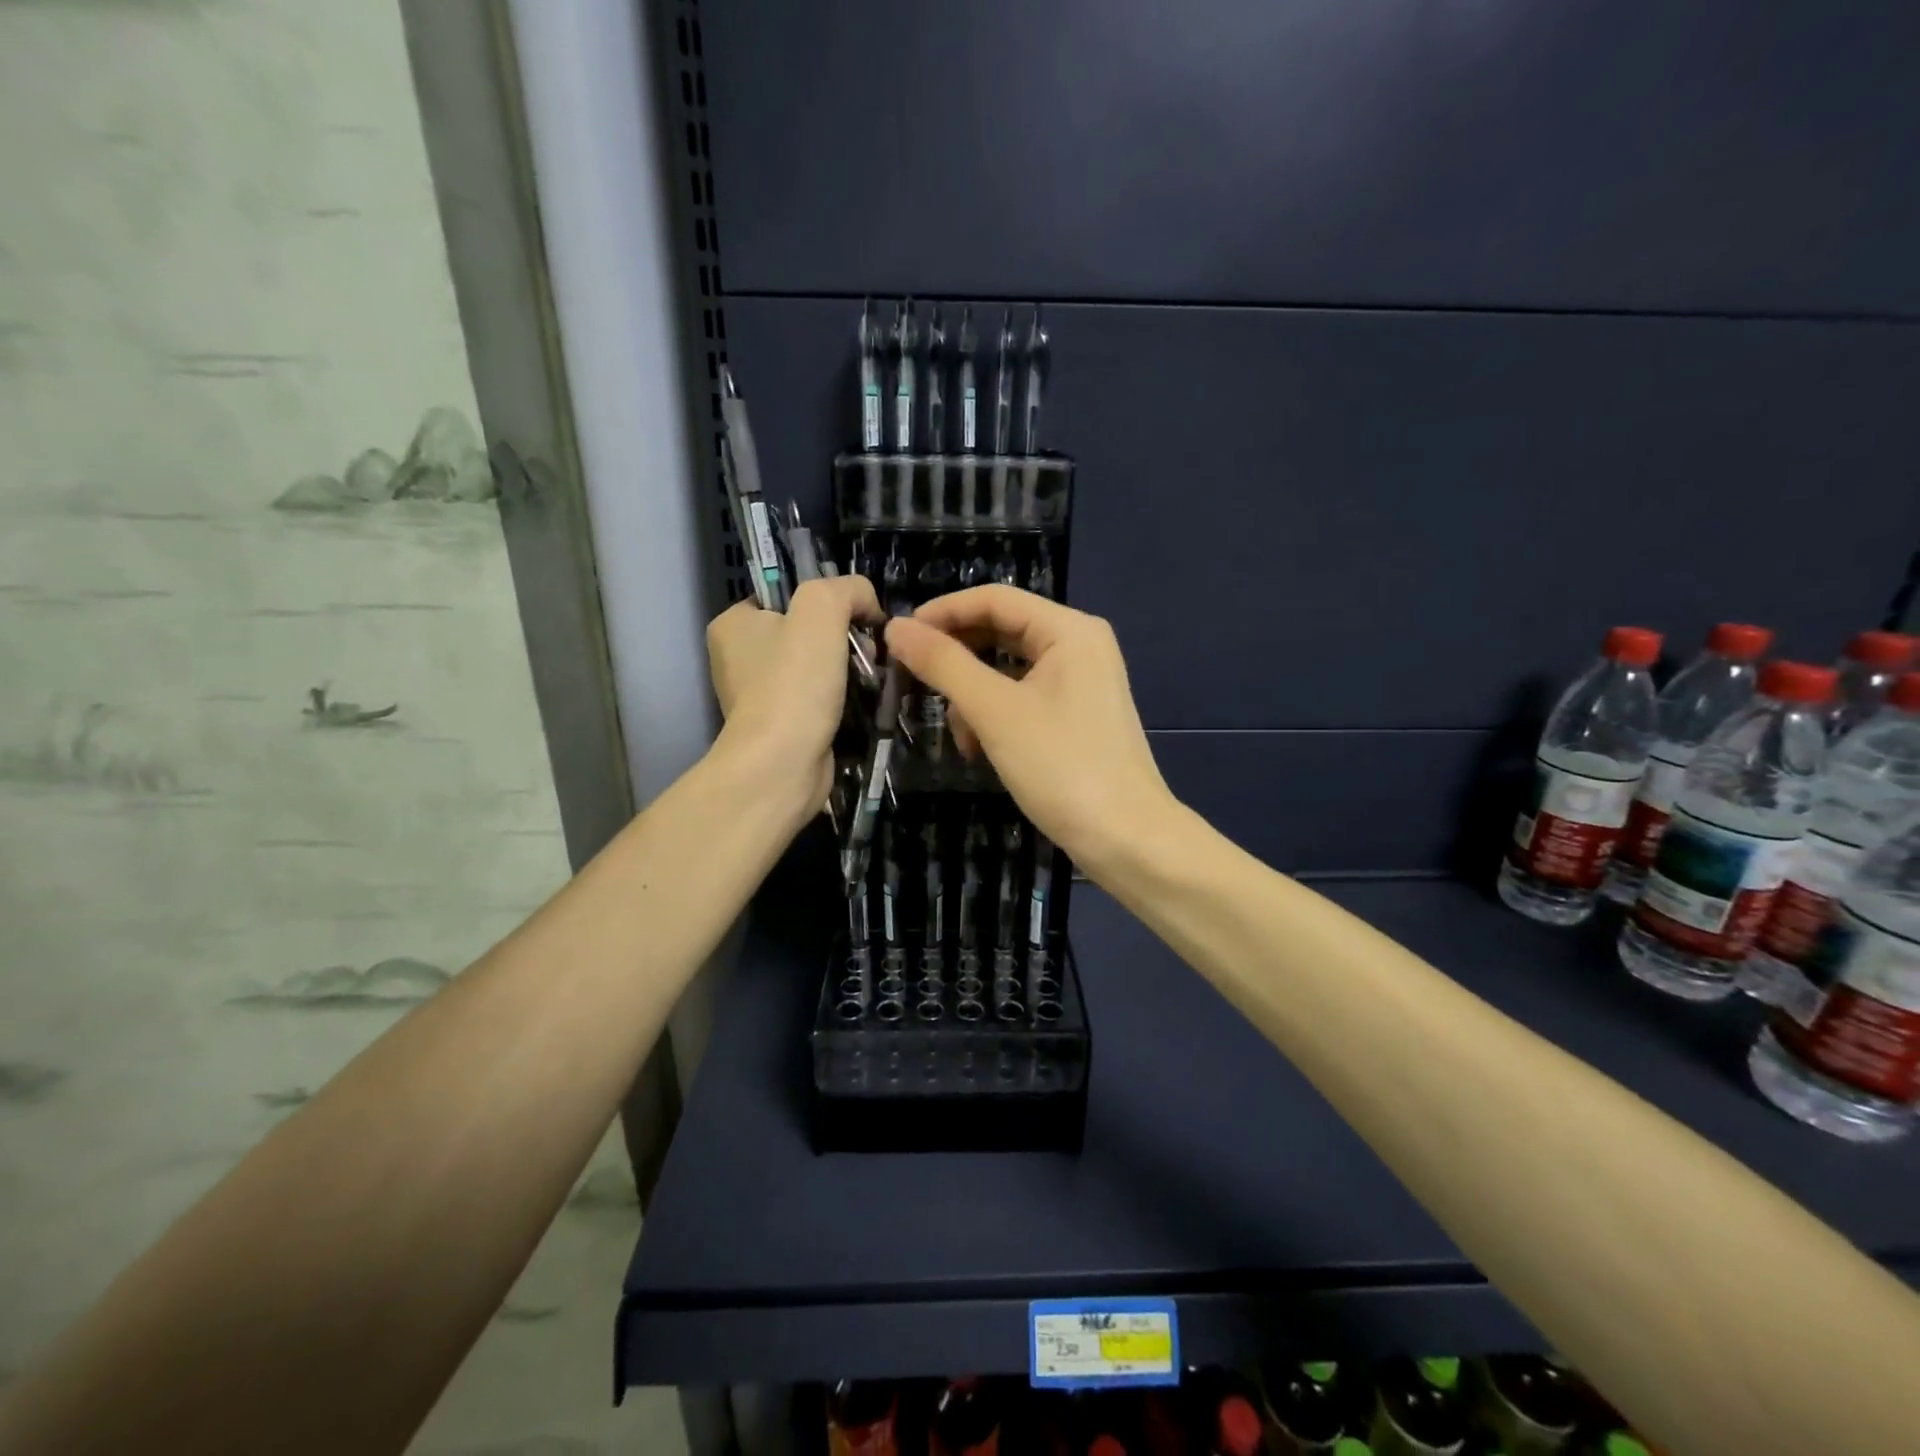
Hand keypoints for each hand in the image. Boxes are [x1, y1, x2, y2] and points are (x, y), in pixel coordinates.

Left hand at [707, 576, 880, 821]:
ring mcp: (758, 697)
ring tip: (871, 680)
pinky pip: (818, 702)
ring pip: (816, 669)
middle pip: (806, 633)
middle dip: (843, 640)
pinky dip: (842, 702)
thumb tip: (868, 605)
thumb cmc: (794, 682)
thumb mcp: (822, 608)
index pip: (786, 596)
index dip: (827, 603)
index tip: (857, 620)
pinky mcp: (781, 728)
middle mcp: (739, 659)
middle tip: (868, 653)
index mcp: (733, 624)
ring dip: (848, 672)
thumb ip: (848, 590)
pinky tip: (861, 706)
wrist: (783, 765)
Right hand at [884, 585, 1176, 877]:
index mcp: (1068, 630)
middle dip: (956, 660)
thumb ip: (944, 664)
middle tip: (914, 683)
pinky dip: (995, 716)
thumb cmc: (1062, 767)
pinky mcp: (1076, 715)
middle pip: (1000, 632)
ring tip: (958, 734)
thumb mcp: (995, 711)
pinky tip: (979, 749)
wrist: (1127, 839)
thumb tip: (895, 627)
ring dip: (973, 696)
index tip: (897, 638)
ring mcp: (1080, 682)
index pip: (993, 599)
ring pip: (1007, 670)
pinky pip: (1022, 697)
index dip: (942, 612)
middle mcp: (1078, 645)